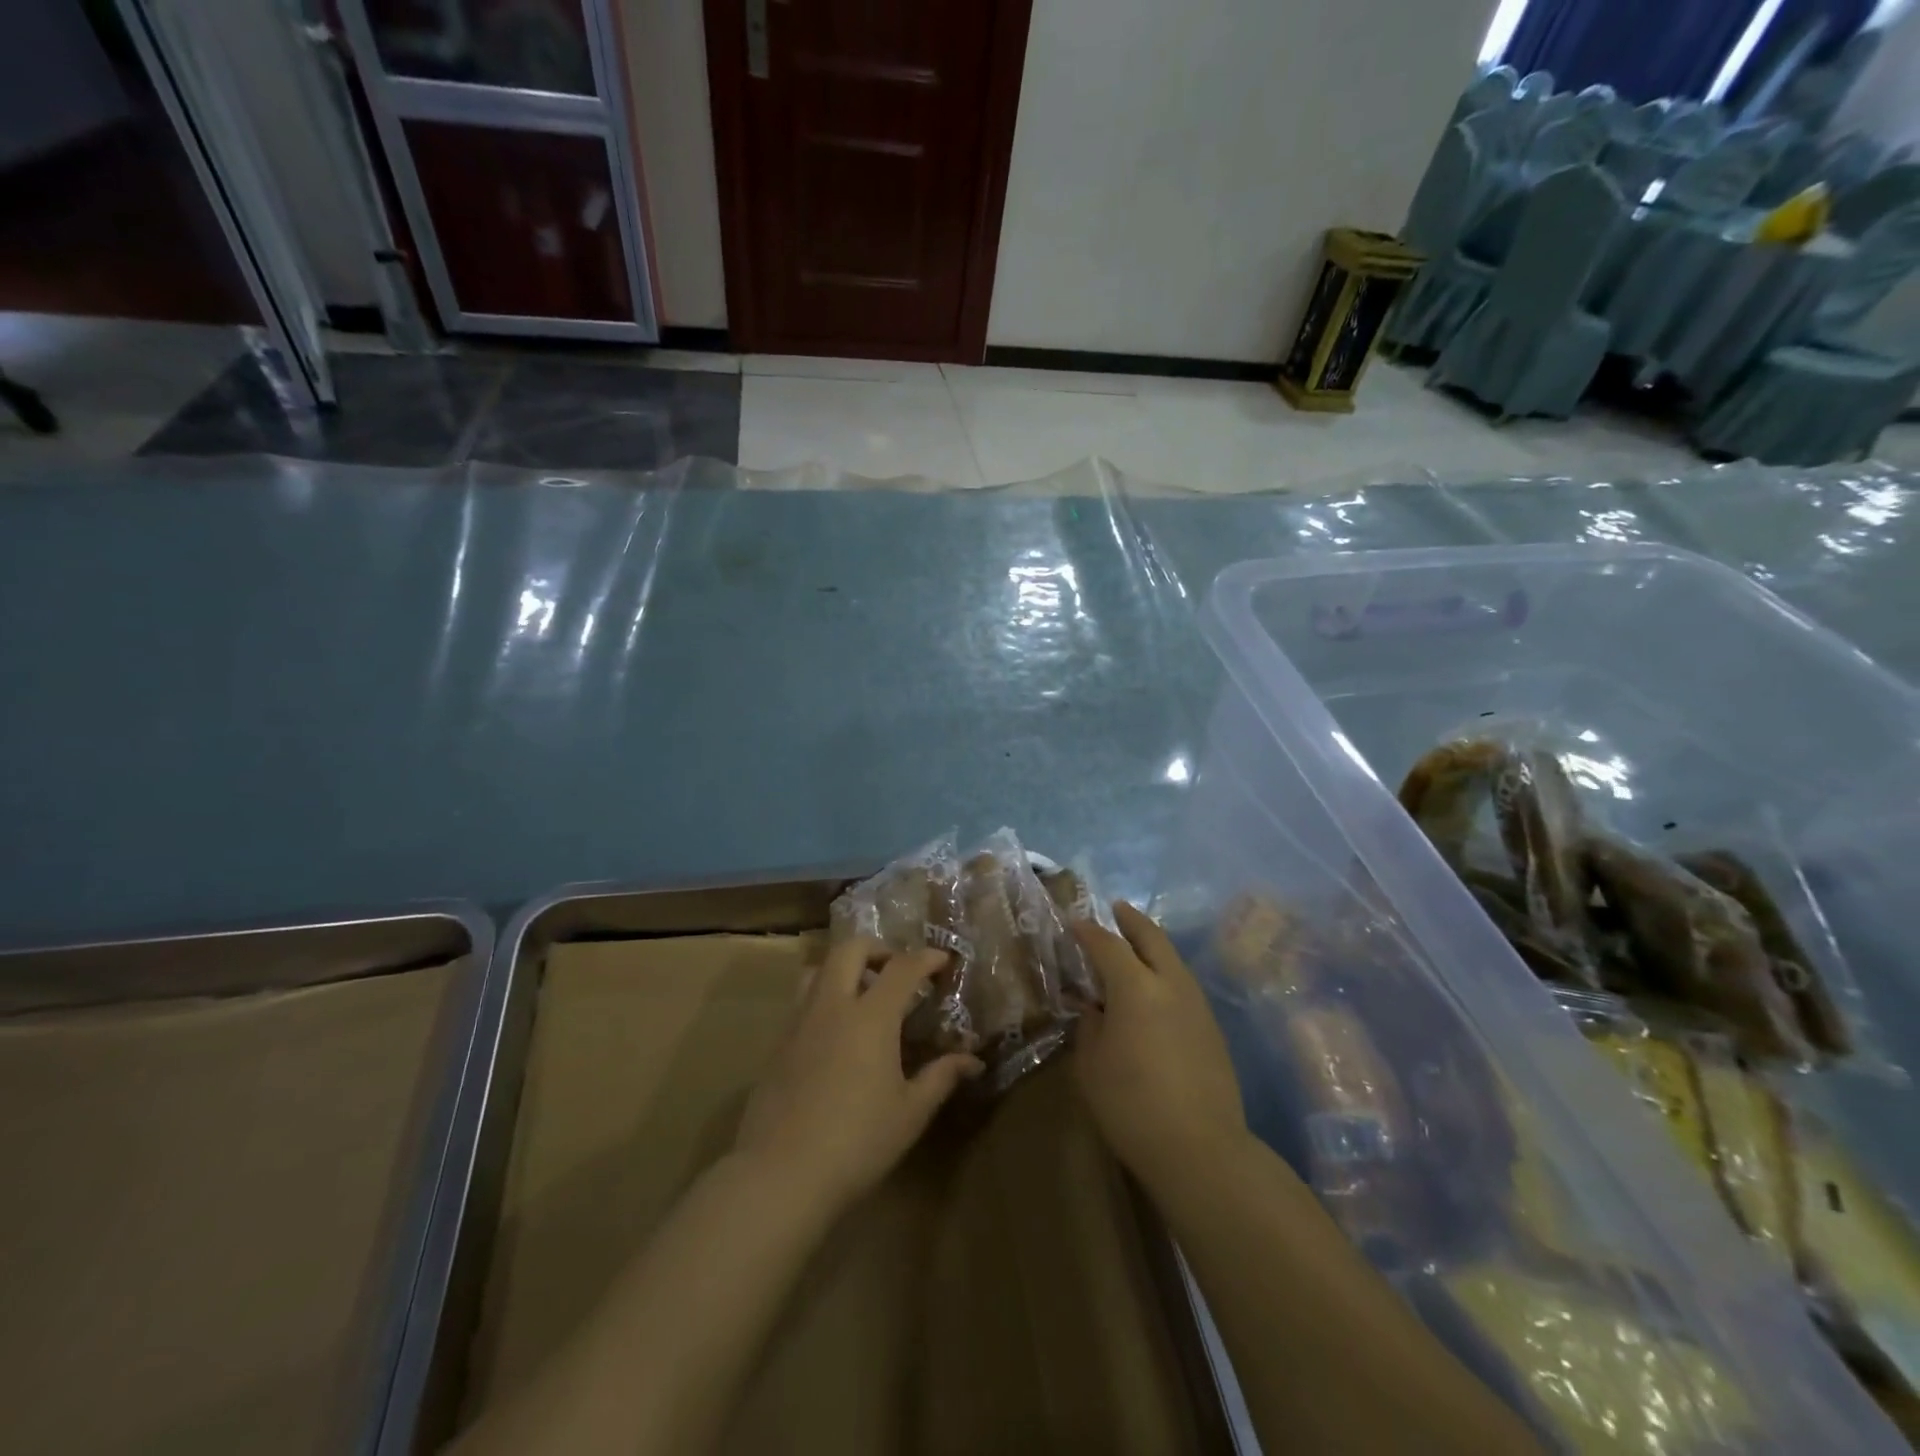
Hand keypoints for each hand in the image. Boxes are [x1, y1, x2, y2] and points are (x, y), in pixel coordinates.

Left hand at [734, 938, 983, 1212]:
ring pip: (819, 968)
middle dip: (878, 948)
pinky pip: (803, 1001)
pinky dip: (824, 998)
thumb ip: (941, 1077)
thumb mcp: (910, 1113)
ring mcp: (799, 1021)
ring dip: (844, 968)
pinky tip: (835, 1034)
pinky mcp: (777, 1044)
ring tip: (862, 994)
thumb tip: (971, 1061)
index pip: (903, 967)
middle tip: (896, 970)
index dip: (926, 958)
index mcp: (871, 1016)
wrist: (780, 1174)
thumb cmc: (857, 1142)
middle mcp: (833, 1005)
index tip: (943, 960)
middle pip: (851, 948)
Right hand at [1070, 903, 1247, 1188]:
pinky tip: (1153, 990)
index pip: (1107, 945)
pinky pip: (1183, 983)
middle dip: (1131, 920)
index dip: (1088, 931)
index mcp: (1136, 987)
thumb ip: (1089, 1027)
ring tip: (1133, 946)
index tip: (1073, 924)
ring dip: (1152, 945)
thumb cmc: (1132, 1105)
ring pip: (1173, 958)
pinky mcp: (1211, 1027)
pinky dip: (1165, 972)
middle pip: (1151, 937)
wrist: (1201, 1149)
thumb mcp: (1091, 1065)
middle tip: (1116, 909)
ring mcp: (1197, 1004)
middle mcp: (1170, 984)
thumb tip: (1094, 1008)